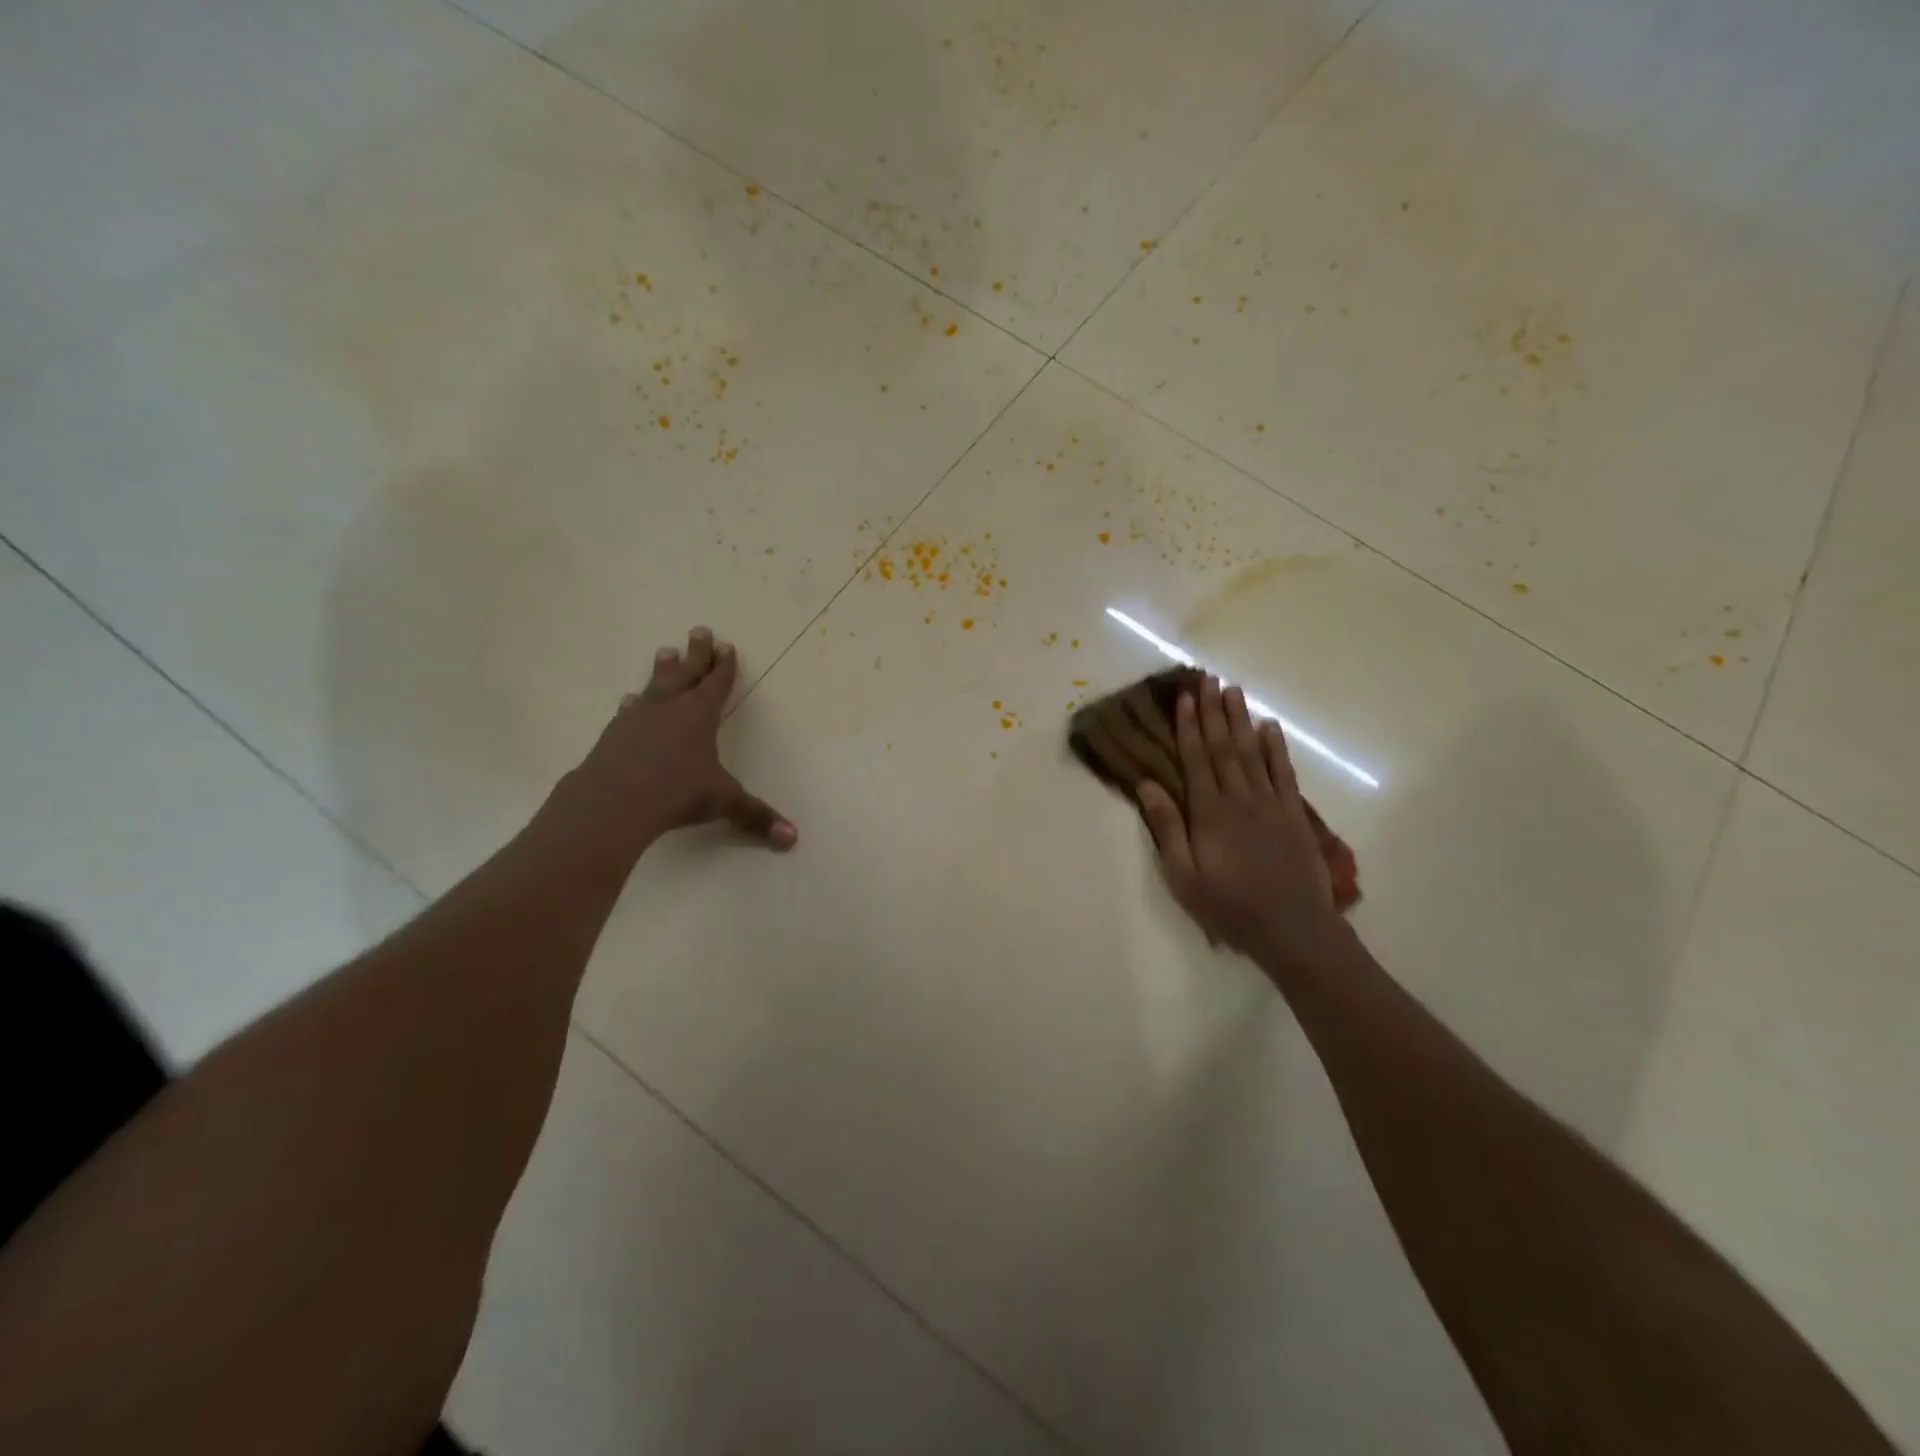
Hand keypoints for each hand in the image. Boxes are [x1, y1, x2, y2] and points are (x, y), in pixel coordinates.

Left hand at [537, 627, 795, 864]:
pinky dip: (633, 704)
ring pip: (655, 686)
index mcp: (700, 715)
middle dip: (696, 654)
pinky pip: (628, 712)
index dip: (724, 666)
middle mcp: (669, 709)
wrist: (614, 801)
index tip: (726, 646)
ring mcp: (637, 719)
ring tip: (664, 651)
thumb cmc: (677, 792)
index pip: (716, 684)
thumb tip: (793, 839)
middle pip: (685, 674)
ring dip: (662, 670)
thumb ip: (756, 816)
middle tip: (699, 630)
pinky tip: (628, 702)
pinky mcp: (613, 736)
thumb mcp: (723, 802)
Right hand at [1138, 676, 1340, 965]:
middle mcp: (1239, 798)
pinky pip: (1283, 772)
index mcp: (1209, 812)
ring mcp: (1270, 803)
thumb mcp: (1183, 875)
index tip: (1184, 698)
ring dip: (1241, 720)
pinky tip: (1269, 727)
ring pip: (1252, 752)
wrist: (1292, 929)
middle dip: (1213, 712)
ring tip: (1233, 691)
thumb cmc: (1228, 905)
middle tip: (1208, 680)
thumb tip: (1148, 784)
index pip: (1196, 759)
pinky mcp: (1293, 814)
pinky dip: (1276, 747)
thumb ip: (1166, 828)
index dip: (1188, 727)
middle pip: (1223, 747)